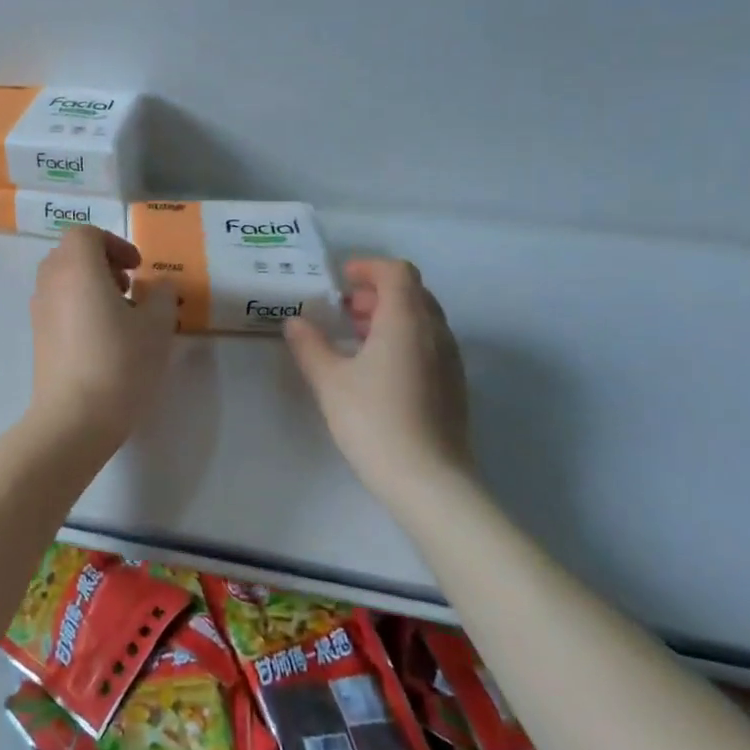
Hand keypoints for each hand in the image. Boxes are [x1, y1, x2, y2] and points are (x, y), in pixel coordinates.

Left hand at [27, 226, 177, 448]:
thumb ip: (161, 296)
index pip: (86, 234)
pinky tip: (102, 339)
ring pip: (63, 279)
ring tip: (120, 315)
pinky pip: (57, 304)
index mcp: (76, 266)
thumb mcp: (156, 326)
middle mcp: (51, 280)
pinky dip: (78, 306)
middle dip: (102, 263)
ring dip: (90, 285)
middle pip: (71, 253)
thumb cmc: (119, 362)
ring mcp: (39, 309)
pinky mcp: (37, 336)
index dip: (115, 244)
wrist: (74, 417)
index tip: (138, 269)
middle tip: (130, 288)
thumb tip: (159, 286)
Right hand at [284, 259, 473, 510]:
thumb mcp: (329, 381)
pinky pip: (428, 344)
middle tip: (343, 308)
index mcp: (406, 321)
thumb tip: (295, 322)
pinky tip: (377, 367)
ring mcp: (450, 361)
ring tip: (355, 336)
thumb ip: (310, 345)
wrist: (429, 482)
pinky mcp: (453, 386)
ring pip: (422, 320)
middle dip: (377, 292)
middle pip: (413, 293)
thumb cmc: (374, 421)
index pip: (397, 272)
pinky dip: (402, 339)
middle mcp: (435, 333)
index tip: (341, 279)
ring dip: (390, 316)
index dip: (369, 267)